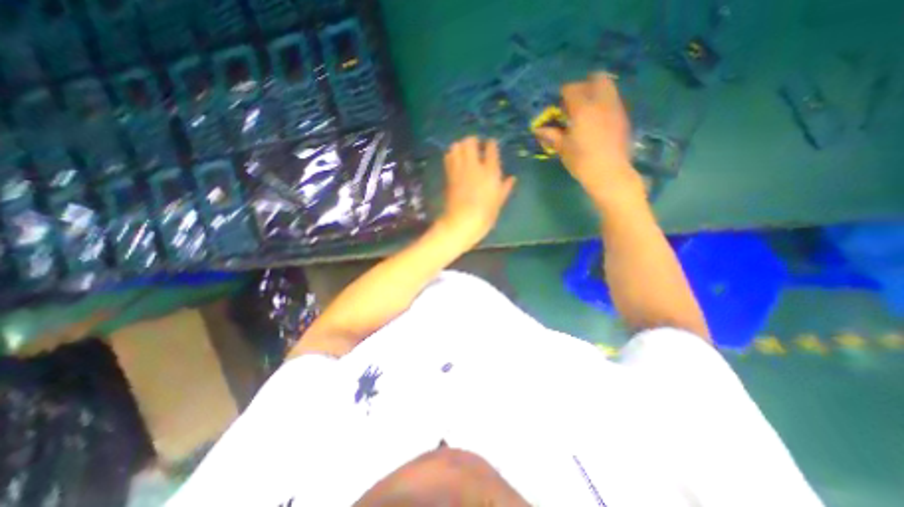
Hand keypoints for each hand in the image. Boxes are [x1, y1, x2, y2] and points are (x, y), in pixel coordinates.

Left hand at [439, 137, 514, 246]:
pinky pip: (448, 158)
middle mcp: (473, 166)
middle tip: (476, 146)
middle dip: (473, 141)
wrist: (461, 222)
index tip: (491, 145)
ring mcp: (459, 169)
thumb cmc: (485, 215)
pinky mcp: (448, 175)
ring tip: (464, 153)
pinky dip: (452, 156)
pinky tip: (456, 161)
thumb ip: (505, 187)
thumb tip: (512, 178)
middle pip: (470, 141)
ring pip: (456, 146)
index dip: (491, 144)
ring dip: (460, 146)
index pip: (491, 148)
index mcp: (490, 171)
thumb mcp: (499, 202)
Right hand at [532, 71, 645, 208]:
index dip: (564, 93)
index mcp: (583, 109)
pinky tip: (597, 122)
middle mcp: (602, 102)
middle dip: (585, 85)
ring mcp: (616, 108)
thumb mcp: (563, 149)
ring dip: (596, 93)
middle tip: (575, 103)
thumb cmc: (582, 161)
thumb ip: (552, 135)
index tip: (559, 105)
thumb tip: (538, 129)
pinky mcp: (624, 118)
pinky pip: (614, 101)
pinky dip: (604, 104)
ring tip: (586, 112)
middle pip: (597, 78)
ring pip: (609, 88)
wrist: (610, 173)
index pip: (572, 88)